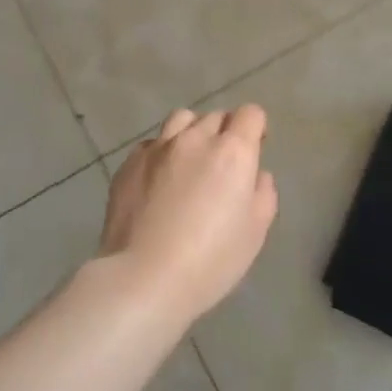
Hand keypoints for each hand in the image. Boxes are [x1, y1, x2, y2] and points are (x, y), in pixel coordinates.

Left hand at [102, 106, 278, 325]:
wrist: (144, 276)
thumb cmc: (211, 260)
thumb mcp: (255, 232)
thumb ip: (262, 193)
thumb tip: (255, 174)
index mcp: (231, 152)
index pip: (250, 114)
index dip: (256, 128)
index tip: (254, 149)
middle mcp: (194, 139)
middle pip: (215, 117)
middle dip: (225, 132)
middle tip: (223, 165)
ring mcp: (157, 147)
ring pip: (181, 120)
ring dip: (192, 133)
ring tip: (190, 162)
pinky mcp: (129, 163)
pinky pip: (152, 144)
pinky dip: (162, 153)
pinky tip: (159, 181)